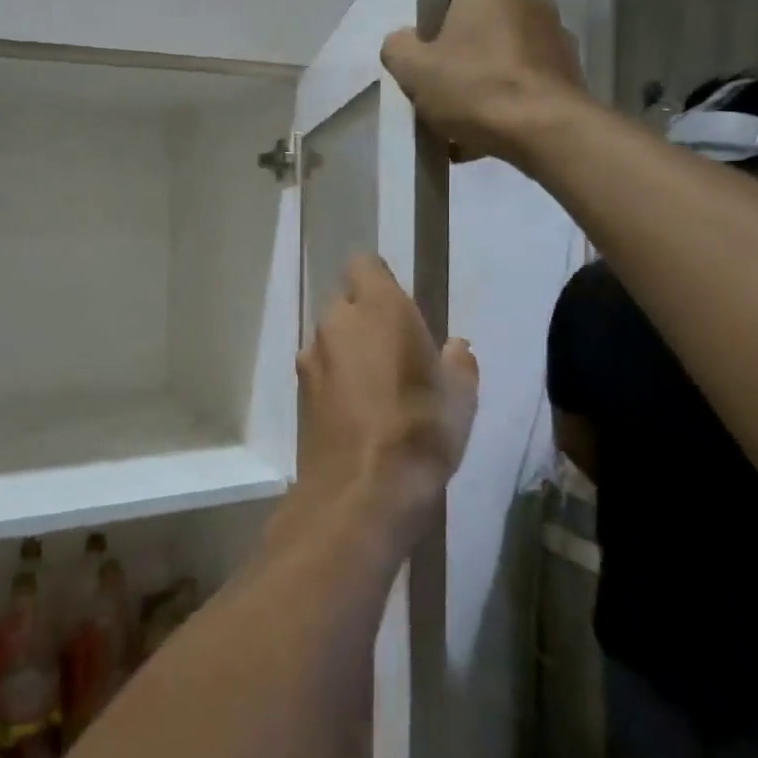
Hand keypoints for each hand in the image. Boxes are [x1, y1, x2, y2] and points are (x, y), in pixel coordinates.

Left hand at [295, 256, 478, 543]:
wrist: (361, 492)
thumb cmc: (422, 431)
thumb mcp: (460, 397)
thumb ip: (458, 363)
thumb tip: (455, 347)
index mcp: (379, 307)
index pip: (365, 265)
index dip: (379, 281)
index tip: (400, 306)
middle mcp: (337, 322)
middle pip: (346, 303)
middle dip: (365, 318)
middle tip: (394, 351)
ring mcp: (312, 357)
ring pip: (331, 338)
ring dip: (349, 351)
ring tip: (377, 388)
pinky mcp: (298, 392)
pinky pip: (320, 370)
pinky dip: (335, 380)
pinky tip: (357, 413)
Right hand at [381, 0, 585, 168]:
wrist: (544, 130)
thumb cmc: (473, 87)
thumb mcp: (412, 69)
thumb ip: (397, 47)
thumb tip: (406, 43)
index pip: (447, 1)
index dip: (429, 35)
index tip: (424, 67)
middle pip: (476, 32)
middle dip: (458, 63)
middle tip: (440, 99)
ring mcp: (555, 35)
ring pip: (501, 61)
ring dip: (483, 87)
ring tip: (463, 128)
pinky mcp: (570, 71)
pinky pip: (525, 85)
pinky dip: (507, 104)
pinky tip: (489, 136)